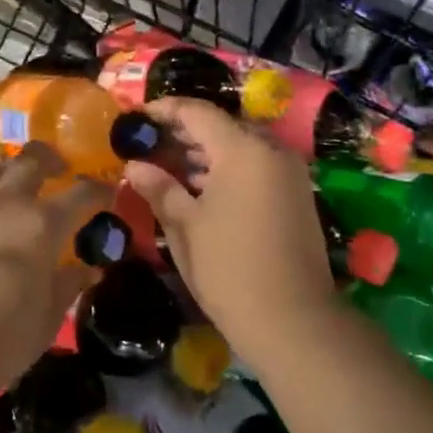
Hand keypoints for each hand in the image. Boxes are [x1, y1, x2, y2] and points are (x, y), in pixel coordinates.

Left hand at [0, 143, 109, 390]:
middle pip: (31, 160)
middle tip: (60, 170)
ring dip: (11, 173)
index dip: (99, 189)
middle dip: (50, 159)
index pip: (82, 193)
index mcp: (42, 223)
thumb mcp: (48, 316)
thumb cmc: (4, 338)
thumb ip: (68, 284)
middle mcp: (6, 204)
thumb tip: (87, 269)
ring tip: (18, 189)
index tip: (108, 192)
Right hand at [123, 97, 335, 372]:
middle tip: (149, 146)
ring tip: (168, 168)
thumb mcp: (185, 227)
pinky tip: (201, 189)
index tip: (137, 119)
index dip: (164, 110)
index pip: (197, 112)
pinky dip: (228, 169)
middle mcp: (272, 151)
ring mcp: (289, 174)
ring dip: (205, 152)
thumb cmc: (230, 269)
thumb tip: (135, 165)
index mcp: (243, 149)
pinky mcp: (297, 196)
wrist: (294, 322)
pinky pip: (257, 166)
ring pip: (241, 146)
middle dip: (184, 132)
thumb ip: (160, 188)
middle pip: (222, 126)